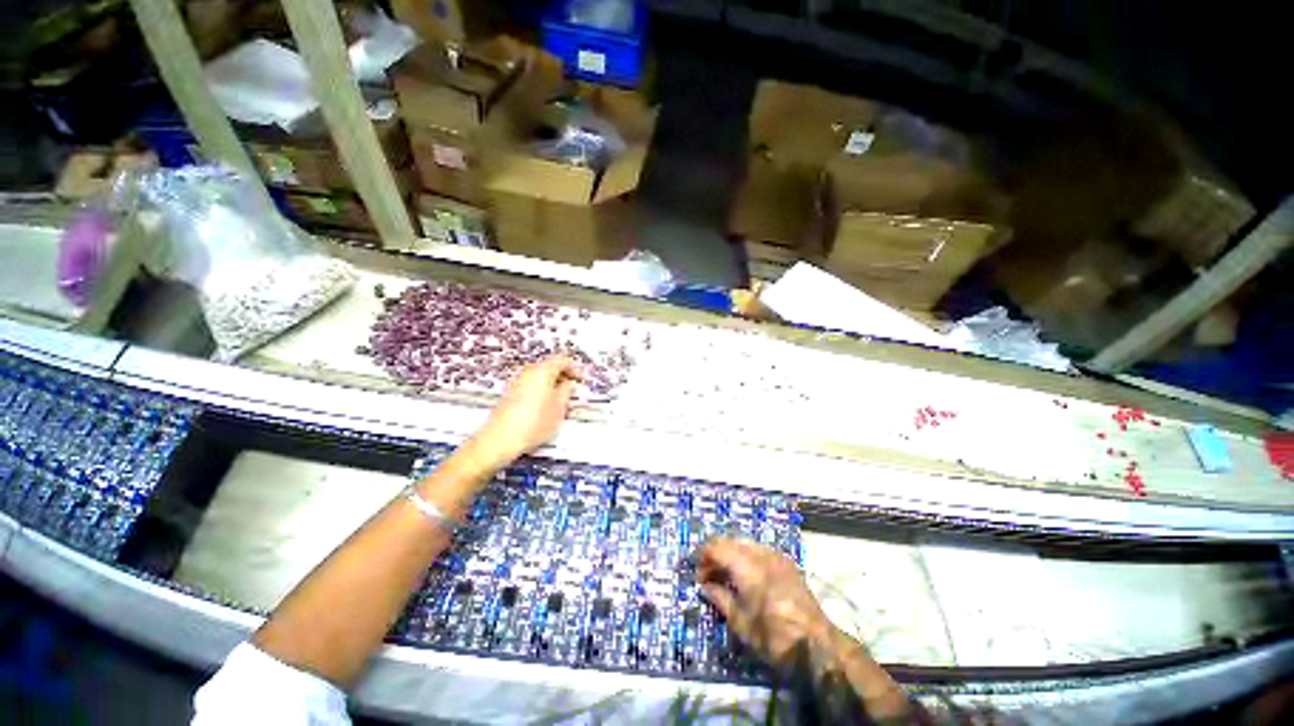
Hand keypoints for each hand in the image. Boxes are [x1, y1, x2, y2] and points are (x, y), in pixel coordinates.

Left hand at [470, 356, 581, 469]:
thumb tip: (569, 383)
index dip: (575, 369)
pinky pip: (531, 385)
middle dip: (563, 376)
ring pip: (540, 377)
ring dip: (553, 384)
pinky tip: (546, 407)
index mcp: (542, 370)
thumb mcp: (559, 407)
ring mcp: (517, 382)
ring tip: (561, 400)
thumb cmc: (534, 422)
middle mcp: (528, 372)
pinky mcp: (510, 394)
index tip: (582, 380)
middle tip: (573, 389)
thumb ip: (567, 391)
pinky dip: (542, 391)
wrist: (500, 439)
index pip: (562, 360)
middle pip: (550, 366)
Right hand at [697, 538, 838, 670]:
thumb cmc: (775, 638)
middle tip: (709, 574)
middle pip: (731, 541)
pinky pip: (760, 550)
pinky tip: (746, 576)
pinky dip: (747, 557)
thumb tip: (706, 585)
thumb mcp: (741, 624)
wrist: (818, 646)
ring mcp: (777, 556)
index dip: (704, 556)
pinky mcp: (787, 563)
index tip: (697, 572)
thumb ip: (720, 598)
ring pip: (745, 544)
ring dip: (731, 554)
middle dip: (716, 553)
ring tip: (726, 575)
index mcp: (747, 566)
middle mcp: (761, 554)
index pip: (717, 547)